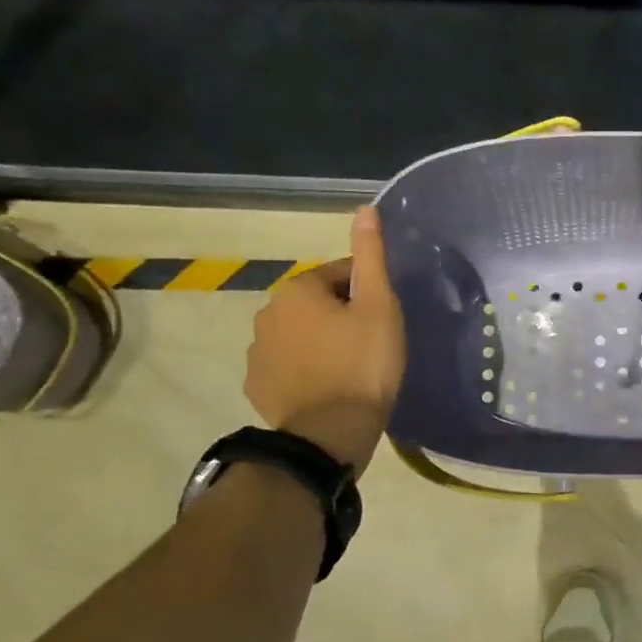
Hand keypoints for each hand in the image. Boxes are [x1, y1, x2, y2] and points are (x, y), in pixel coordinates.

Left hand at [245, 206, 406, 473]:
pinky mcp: (256, 385)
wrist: (330, 433)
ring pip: (299, 335)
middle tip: (371, 344)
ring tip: (350, 371)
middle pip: (317, 304)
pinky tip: (326, 388)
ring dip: (320, 343)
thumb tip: (365, 209)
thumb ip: (370, 256)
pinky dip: (304, 370)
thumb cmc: (364, 364)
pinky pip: (286, 366)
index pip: (341, 275)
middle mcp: (267, 312)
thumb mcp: (380, 306)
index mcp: (298, 289)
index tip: (385, 319)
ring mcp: (256, 352)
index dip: (368, 293)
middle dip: (341, 316)